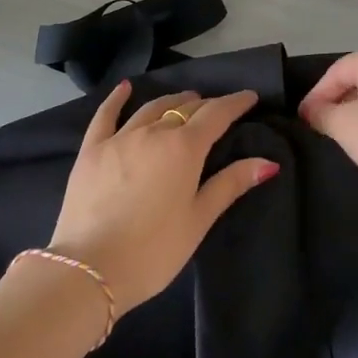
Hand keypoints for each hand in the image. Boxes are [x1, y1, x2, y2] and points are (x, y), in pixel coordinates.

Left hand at [47, 81, 277, 313]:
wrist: (89, 269)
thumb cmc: (153, 251)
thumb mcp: (198, 220)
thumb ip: (230, 184)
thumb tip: (268, 161)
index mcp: (184, 148)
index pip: (216, 115)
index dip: (235, 103)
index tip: (249, 96)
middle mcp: (153, 132)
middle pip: (184, 109)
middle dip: (205, 105)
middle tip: (218, 109)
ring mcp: (120, 138)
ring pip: (151, 108)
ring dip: (172, 101)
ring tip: (185, 100)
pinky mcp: (92, 150)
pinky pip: (105, 115)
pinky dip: (117, 99)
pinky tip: (125, 88)